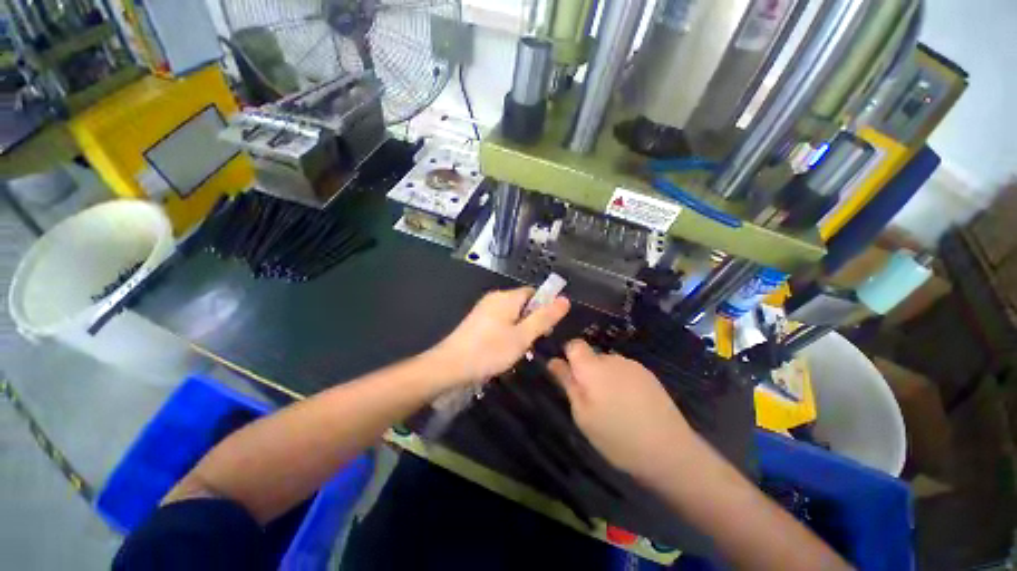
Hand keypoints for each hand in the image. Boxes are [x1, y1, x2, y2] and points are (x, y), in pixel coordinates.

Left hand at [428, 287, 569, 386]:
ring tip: (518, 348)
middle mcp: (495, 297)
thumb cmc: (490, 350)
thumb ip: (544, 317)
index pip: (534, 293)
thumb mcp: (522, 336)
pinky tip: (503, 348)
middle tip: (531, 342)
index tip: (546, 330)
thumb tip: (565, 299)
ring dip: (520, 328)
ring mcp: (484, 308)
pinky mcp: (477, 319)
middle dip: (532, 320)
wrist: (450, 365)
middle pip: (523, 303)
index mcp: (507, 297)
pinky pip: (500, 319)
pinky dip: (507, 330)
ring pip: (512, 313)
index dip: (544, 308)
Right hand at [548, 340, 698, 482]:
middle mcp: (613, 359)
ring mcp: (633, 365)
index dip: (569, 357)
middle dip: (587, 372)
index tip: (570, 378)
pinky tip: (631, 406)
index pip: (574, 345)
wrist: (669, 450)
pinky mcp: (648, 375)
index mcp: (593, 368)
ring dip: (605, 378)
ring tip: (614, 407)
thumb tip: (553, 361)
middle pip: (592, 356)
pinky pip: (624, 371)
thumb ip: (568, 383)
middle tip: (592, 401)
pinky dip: (621, 382)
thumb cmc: (617, 436)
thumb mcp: (583, 415)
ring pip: (608, 364)